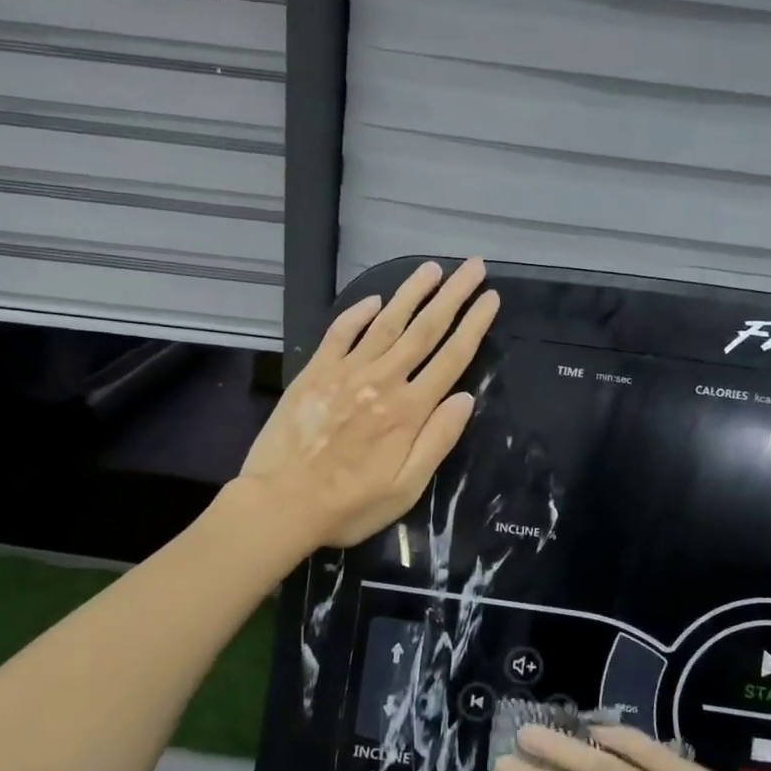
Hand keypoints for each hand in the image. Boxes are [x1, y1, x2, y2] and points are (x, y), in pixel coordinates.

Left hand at [238, 259, 498, 549]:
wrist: (280, 504)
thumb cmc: (349, 505)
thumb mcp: (406, 488)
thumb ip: (437, 440)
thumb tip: (467, 398)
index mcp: (409, 411)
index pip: (451, 358)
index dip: (474, 326)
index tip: (491, 298)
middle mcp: (382, 381)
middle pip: (424, 329)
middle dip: (453, 295)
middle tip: (474, 265)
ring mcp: (346, 372)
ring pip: (386, 322)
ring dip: (411, 293)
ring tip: (433, 269)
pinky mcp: (315, 372)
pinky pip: (340, 332)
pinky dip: (358, 312)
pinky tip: (375, 299)